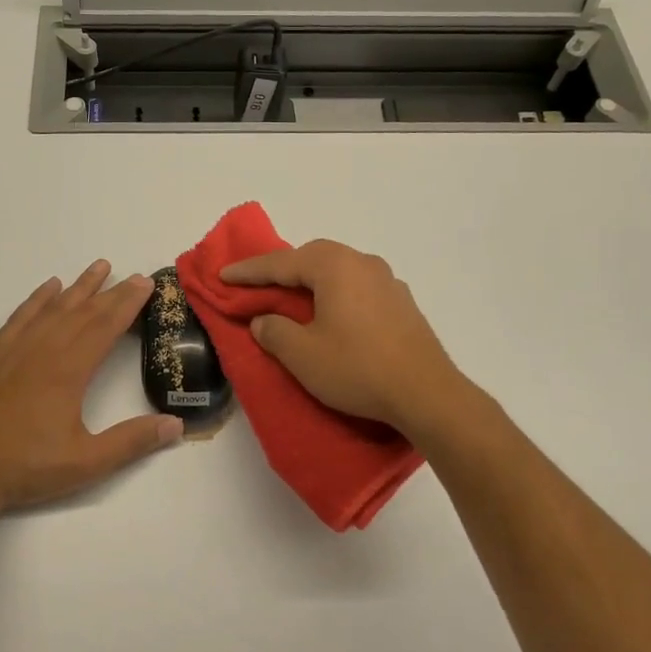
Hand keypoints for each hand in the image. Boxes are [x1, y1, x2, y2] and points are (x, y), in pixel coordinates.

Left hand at [0, 260, 182, 513]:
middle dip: (111, 292)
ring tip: (98, 267)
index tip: (145, 283)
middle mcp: (43, 350)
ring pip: (52, 308)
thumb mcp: (86, 462)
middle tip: (133, 275)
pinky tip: (48, 288)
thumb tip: (176, 425)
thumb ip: (131, 442)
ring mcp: (15, 350)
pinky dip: (37, 300)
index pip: (105, 327)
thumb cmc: (26, 467)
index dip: (127, 304)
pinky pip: (20, 317)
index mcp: (68, 371)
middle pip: (83, 312)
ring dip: (78, 287)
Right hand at [222, 240, 466, 435]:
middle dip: (283, 270)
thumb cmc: (357, 369)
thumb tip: (264, 320)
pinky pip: (358, 288)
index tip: (223, 276)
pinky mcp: (403, 304)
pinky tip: (333, 315)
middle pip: (313, 258)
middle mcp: (363, 262)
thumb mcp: (302, 355)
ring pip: (339, 271)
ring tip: (294, 299)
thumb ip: (274, 331)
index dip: (249, 271)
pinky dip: (336, 294)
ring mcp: (388, 281)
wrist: (426, 394)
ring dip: (312, 281)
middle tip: (258, 286)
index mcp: (334, 266)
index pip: (281, 263)